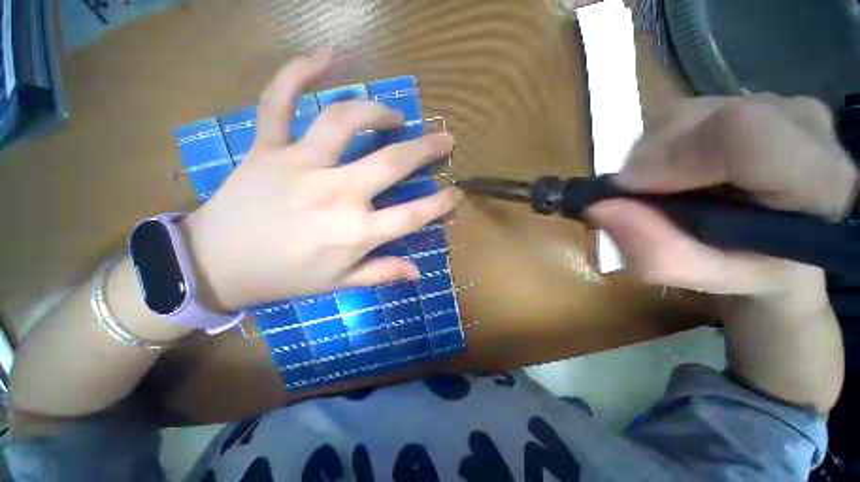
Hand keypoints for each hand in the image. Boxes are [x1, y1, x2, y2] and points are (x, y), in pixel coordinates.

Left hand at [181, 50, 459, 311]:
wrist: (214, 265)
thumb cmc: (284, 277)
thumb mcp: (339, 284)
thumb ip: (382, 273)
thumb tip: (418, 272)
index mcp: (355, 233)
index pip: (413, 215)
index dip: (440, 204)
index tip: (456, 193)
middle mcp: (335, 194)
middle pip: (392, 162)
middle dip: (426, 149)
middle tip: (445, 139)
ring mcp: (299, 165)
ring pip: (344, 121)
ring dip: (377, 112)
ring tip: (394, 116)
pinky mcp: (266, 148)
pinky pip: (278, 100)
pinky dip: (298, 72)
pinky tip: (326, 56)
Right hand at [589, 94, 857, 296]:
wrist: (778, 241)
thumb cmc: (748, 266)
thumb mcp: (701, 275)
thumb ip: (656, 252)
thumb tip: (600, 207)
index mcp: (819, 183)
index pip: (743, 136)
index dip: (671, 156)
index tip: (627, 189)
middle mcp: (808, 127)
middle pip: (708, 118)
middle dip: (652, 158)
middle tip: (640, 196)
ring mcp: (782, 103)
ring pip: (690, 112)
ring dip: (655, 152)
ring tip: (663, 186)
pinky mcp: (755, 98)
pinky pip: (689, 112)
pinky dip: (663, 143)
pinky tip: (677, 168)